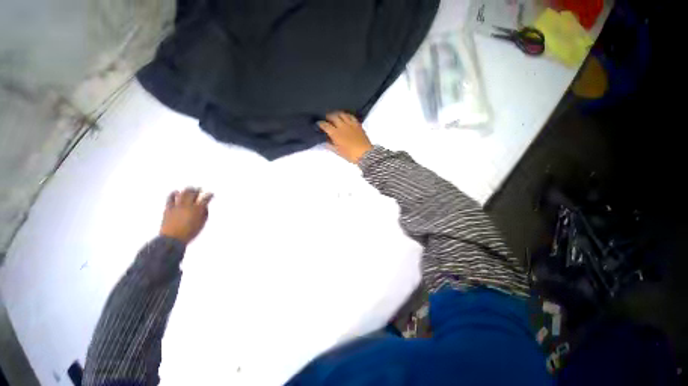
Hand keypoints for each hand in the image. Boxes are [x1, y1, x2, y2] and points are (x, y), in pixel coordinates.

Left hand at [160, 187, 213, 243]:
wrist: (172, 239)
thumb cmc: (189, 233)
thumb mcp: (201, 225)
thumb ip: (204, 215)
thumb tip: (204, 208)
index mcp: (197, 210)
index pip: (205, 199)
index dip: (209, 195)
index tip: (211, 194)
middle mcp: (188, 206)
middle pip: (193, 194)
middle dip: (197, 190)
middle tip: (199, 189)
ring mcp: (177, 206)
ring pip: (182, 194)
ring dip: (187, 190)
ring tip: (189, 188)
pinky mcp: (169, 209)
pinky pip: (170, 199)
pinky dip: (173, 194)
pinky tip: (175, 192)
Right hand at [318, 111, 372, 163]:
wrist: (365, 154)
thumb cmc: (350, 155)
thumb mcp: (338, 152)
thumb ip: (330, 145)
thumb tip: (325, 141)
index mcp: (336, 134)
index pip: (325, 125)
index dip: (320, 123)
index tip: (318, 124)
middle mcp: (342, 126)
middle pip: (333, 116)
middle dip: (328, 116)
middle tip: (326, 118)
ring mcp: (350, 124)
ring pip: (342, 114)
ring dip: (337, 114)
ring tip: (335, 116)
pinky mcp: (357, 124)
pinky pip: (351, 116)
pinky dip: (346, 115)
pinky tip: (345, 117)